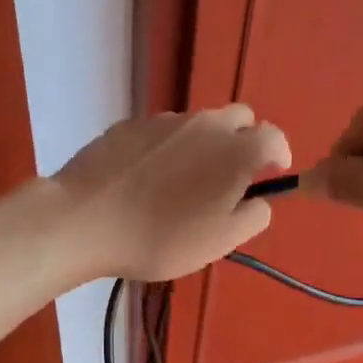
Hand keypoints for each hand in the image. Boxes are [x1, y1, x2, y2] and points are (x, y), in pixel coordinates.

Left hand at [52, 106, 290, 282]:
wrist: (85, 220)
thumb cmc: (161, 238)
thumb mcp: (219, 242)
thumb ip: (252, 217)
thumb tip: (259, 199)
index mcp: (237, 150)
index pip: (274, 137)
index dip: (277, 157)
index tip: (271, 176)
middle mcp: (206, 123)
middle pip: (239, 120)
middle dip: (243, 143)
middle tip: (226, 180)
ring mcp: (164, 120)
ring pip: (198, 125)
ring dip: (202, 146)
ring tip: (179, 185)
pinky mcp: (129, 125)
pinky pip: (162, 133)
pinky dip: (166, 150)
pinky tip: (145, 181)